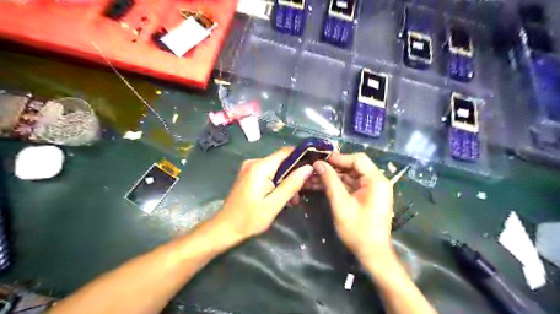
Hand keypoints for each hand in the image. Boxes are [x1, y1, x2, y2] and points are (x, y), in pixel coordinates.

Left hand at [214, 149, 312, 239]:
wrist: (226, 228)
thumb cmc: (249, 219)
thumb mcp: (274, 204)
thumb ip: (291, 184)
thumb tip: (308, 168)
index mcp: (260, 167)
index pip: (286, 152)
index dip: (301, 157)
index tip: (313, 168)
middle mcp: (254, 162)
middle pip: (282, 161)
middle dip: (294, 174)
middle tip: (301, 192)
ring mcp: (250, 168)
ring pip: (277, 168)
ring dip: (286, 181)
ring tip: (292, 200)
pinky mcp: (249, 175)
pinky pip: (269, 173)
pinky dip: (277, 182)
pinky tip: (281, 196)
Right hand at [308, 152, 394, 261]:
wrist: (372, 254)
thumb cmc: (358, 229)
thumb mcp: (341, 203)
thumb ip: (330, 181)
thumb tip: (318, 163)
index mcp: (376, 181)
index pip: (357, 160)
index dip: (338, 158)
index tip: (320, 159)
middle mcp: (376, 182)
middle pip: (353, 167)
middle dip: (332, 168)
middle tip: (314, 168)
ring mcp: (371, 190)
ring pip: (349, 176)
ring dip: (332, 177)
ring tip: (312, 177)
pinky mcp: (366, 197)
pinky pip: (350, 186)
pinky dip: (337, 185)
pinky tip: (320, 185)